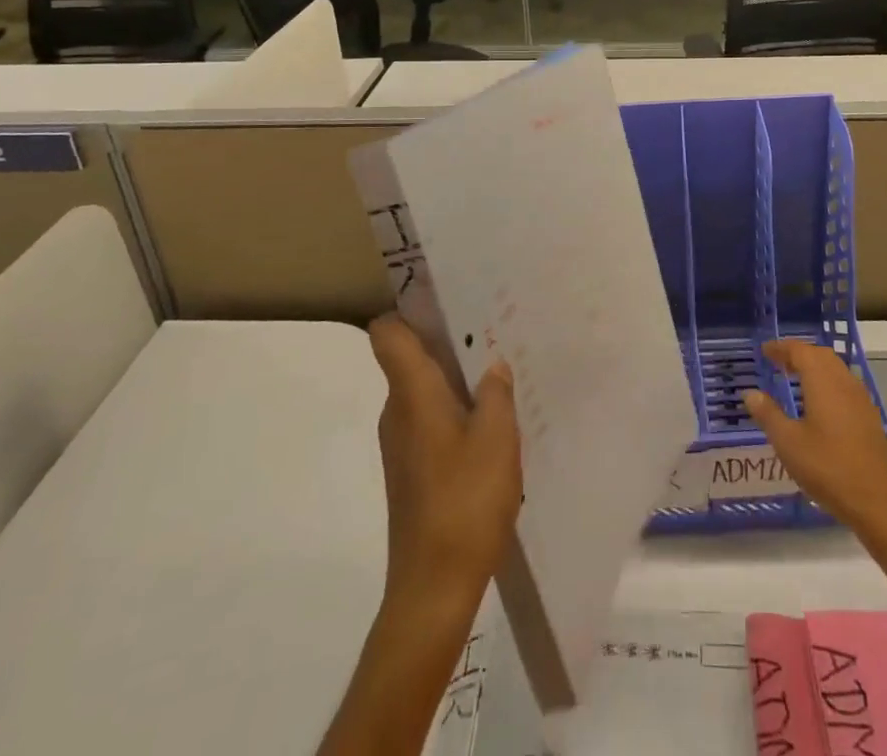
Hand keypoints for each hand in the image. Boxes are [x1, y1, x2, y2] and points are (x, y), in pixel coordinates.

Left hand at [369, 315, 521, 605]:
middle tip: (491, 330)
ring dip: (455, 378)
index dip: (407, 310)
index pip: (388, 334)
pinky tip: (490, 424)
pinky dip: (454, 411)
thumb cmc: (465, 502)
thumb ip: (496, 393)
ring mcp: (401, 444)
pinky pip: (429, 420)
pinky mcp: (411, 470)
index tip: (444, 299)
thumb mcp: (497, 438)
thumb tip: (492, 365)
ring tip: (498, 373)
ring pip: (422, 391)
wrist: (433, 587)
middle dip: (446, 341)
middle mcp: (398, 412)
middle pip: (409, 358)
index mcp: (413, 394)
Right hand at [743, 339, 886, 549]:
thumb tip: (750, 393)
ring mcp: (860, 399)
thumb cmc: (827, 467)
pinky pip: (845, 385)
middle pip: (820, 355)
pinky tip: (820, 404)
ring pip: (836, 369)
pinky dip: (828, 382)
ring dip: (815, 366)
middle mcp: (844, 382)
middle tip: (778, 362)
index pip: (800, 351)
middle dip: (799, 353)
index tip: (764, 351)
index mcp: (823, 381)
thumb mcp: (788, 443)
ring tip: (796, 379)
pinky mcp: (869, 416)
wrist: (877, 501)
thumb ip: (768, 414)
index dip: (781, 348)